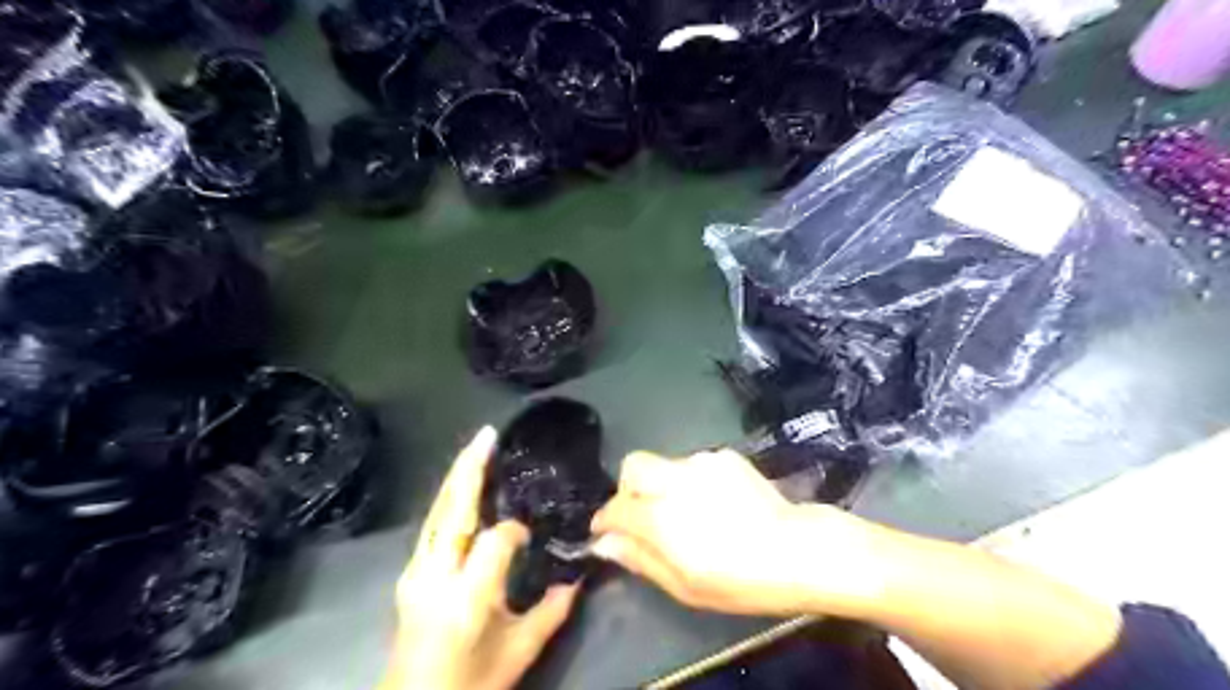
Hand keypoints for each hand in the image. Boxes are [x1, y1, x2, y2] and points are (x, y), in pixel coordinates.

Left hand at [383, 426, 580, 688]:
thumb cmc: (469, 685)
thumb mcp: (518, 652)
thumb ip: (551, 611)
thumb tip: (576, 578)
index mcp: (466, 597)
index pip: (496, 541)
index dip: (516, 533)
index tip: (531, 538)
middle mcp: (435, 576)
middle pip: (452, 511)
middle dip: (470, 469)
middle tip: (487, 435)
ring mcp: (416, 572)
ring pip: (437, 512)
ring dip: (457, 477)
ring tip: (476, 448)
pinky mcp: (410, 573)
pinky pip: (432, 525)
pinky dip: (449, 499)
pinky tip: (461, 487)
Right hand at [589, 451, 885, 615]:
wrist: (796, 549)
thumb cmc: (739, 580)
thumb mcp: (684, 586)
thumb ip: (639, 558)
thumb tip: (604, 542)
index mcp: (660, 517)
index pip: (615, 507)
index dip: (605, 520)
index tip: (606, 532)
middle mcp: (675, 480)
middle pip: (633, 465)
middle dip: (627, 488)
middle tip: (641, 514)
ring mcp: (701, 463)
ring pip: (664, 465)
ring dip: (664, 485)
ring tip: (690, 512)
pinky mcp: (723, 457)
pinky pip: (693, 465)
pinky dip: (692, 481)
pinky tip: (716, 503)